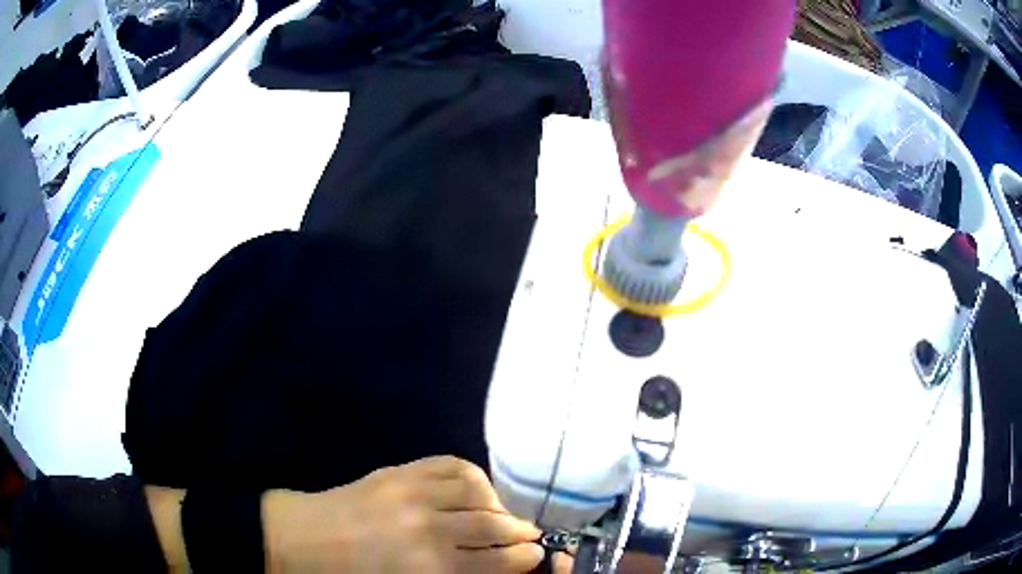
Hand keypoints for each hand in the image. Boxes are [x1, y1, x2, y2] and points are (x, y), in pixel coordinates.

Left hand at [263, 456, 543, 572]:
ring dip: (497, 503)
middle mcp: (430, 527)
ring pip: (478, 490)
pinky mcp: (399, 471)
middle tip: (528, 536)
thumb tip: (492, 569)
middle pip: (494, 525)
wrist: (303, 540)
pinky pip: (450, 464)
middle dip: (520, 532)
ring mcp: (413, 492)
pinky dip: (471, 476)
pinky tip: (473, 489)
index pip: (499, 561)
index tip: (535, 555)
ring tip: (499, 513)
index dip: (524, 558)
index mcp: (431, 567)